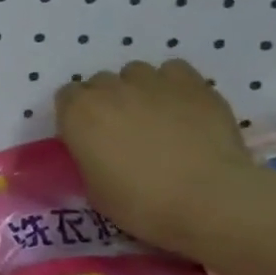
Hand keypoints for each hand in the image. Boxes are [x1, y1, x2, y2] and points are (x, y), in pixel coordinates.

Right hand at [54, 59, 262, 255]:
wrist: (208, 200)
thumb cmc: (141, 203)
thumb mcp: (93, 189)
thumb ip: (88, 158)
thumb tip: (97, 152)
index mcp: (78, 113)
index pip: (66, 97)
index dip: (77, 115)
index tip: (88, 136)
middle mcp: (110, 89)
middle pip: (100, 83)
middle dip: (107, 101)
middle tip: (122, 130)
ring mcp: (152, 82)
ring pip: (135, 73)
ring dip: (137, 90)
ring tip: (153, 116)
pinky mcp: (192, 84)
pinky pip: (173, 70)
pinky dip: (172, 84)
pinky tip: (181, 106)